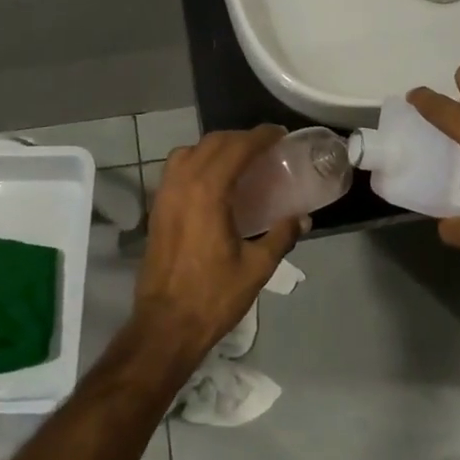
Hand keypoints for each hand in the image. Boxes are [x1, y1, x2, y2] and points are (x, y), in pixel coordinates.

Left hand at [129, 126, 304, 367]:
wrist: (165, 325)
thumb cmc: (212, 296)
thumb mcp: (256, 268)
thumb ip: (281, 236)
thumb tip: (302, 218)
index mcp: (209, 191)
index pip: (237, 147)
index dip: (261, 136)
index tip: (280, 134)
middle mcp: (183, 182)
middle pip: (214, 142)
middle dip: (240, 138)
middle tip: (266, 146)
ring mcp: (165, 193)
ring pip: (190, 150)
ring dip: (216, 146)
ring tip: (238, 159)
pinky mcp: (156, 207)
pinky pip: (176, 167)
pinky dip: (196, 160)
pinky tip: (212, 180)